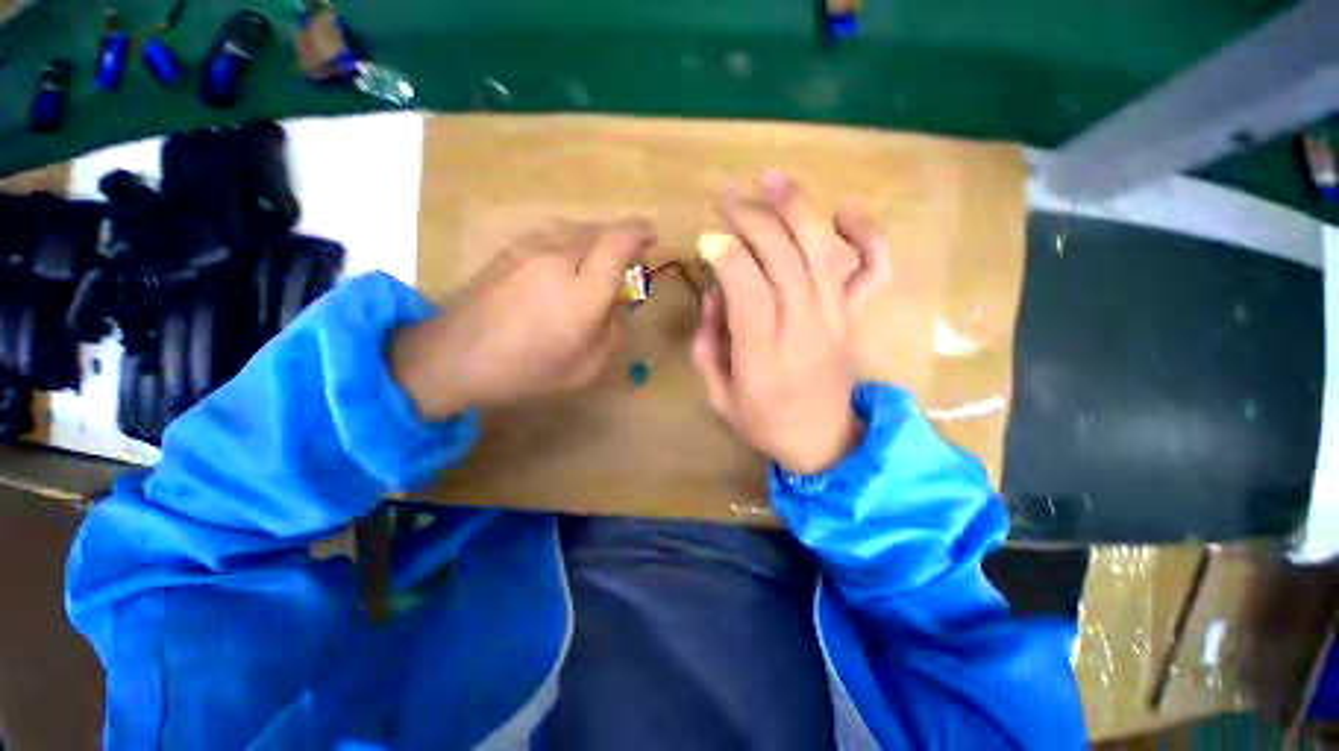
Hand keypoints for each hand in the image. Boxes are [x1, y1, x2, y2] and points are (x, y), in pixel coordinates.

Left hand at [392, 219, 653, 418]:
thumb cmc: (526, 370)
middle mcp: (558, 260)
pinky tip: (570, 258)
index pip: (617, 245)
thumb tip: (614, 308)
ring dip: (596, 236)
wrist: (454, 357)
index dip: (638, 233)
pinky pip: (553, 233)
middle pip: (599, 231)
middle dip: (620, 235)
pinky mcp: (510, 249)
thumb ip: (611, 334)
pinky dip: (572, 239)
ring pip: (575, 228)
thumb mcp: (585, 368)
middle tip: (630, 252)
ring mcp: (529, 249)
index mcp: (582, 294)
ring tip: (602, 255)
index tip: (651, 235)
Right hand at [692, 172, 889, 474]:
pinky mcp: (853, 318)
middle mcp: (804, 328)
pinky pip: (873, 271)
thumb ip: (707, 345)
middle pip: (783, 259)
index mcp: (764, 356)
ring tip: (772, 179)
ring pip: (820, 252)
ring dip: (797, 210)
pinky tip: (845, 211)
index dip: (727, 257)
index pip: (748, 291)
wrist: (824, 443)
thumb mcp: (718, 395)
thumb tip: (713, 294)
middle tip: (726, 196)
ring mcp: (836, 319)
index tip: (705, 238)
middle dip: (752, 219)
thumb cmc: (763, 423)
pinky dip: (867, 236)